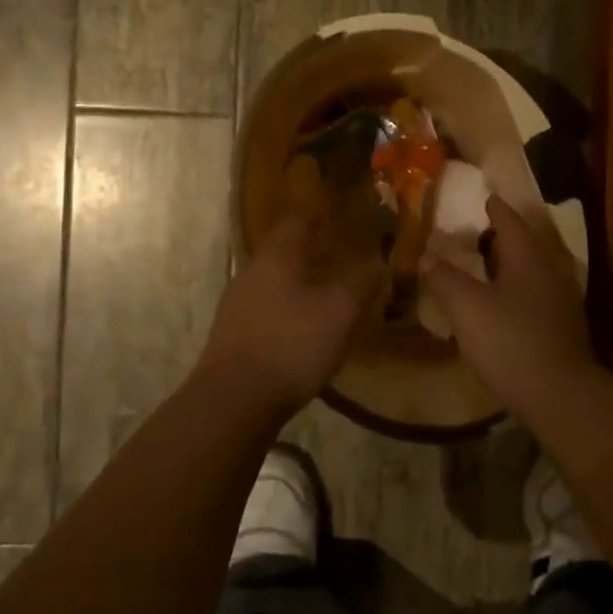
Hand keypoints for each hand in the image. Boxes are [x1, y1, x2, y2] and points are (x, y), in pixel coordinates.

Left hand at [195, 214, 381, 418]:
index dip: (319, 215)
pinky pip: (266, 306)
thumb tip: (378, 262)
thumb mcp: (340, 312)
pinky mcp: (233, 333)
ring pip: (274, 279)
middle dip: (310, 248)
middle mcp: (252, 271)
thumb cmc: (292, 344)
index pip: (298, 221)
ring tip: (327, 288)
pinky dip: (287, 306)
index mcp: (277, 256)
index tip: (338, 212)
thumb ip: (361, 283)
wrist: (234, 400)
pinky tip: (303, 324)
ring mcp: (237, 303)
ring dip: (299, 279)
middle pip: (283, 250)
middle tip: (340, 251)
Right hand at [420, 195, 595, 409]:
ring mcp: (559, 302)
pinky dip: (512, 291)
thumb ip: (444, 278)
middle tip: (470, 232)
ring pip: (528, 272)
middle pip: (522, 244)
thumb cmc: (511, 342)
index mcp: (528, 258)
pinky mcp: (560, 329)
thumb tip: (424, 255)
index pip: (509, 220)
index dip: (492, 207)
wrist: (560, 396)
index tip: (479, 197)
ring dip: (505, 265)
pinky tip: (496, 306)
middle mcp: (549, 272)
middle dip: (497, 236)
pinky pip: (532, 297)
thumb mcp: (467, 307)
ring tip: (478, 267)